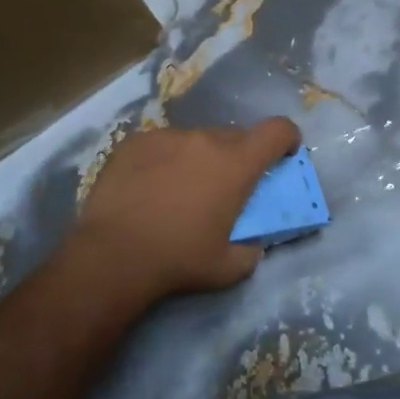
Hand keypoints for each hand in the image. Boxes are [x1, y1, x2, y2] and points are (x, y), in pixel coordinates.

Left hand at [68, 118, 301, 304]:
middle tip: (224, 187)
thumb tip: (253, 242)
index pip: (277, 130)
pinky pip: (163, 144)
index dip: (287, 137)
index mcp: (236, 164)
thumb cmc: (179, 260)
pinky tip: (149, 187)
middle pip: (235, 137)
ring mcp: (168, 136)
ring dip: (199, 158)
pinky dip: (166, 159)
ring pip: (196, 139)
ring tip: (179, 190)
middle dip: (238, 157)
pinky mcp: (137, 141)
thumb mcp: (229, 268)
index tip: (284, 153)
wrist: (113, 254)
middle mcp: (206, 139)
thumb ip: (251, 250)